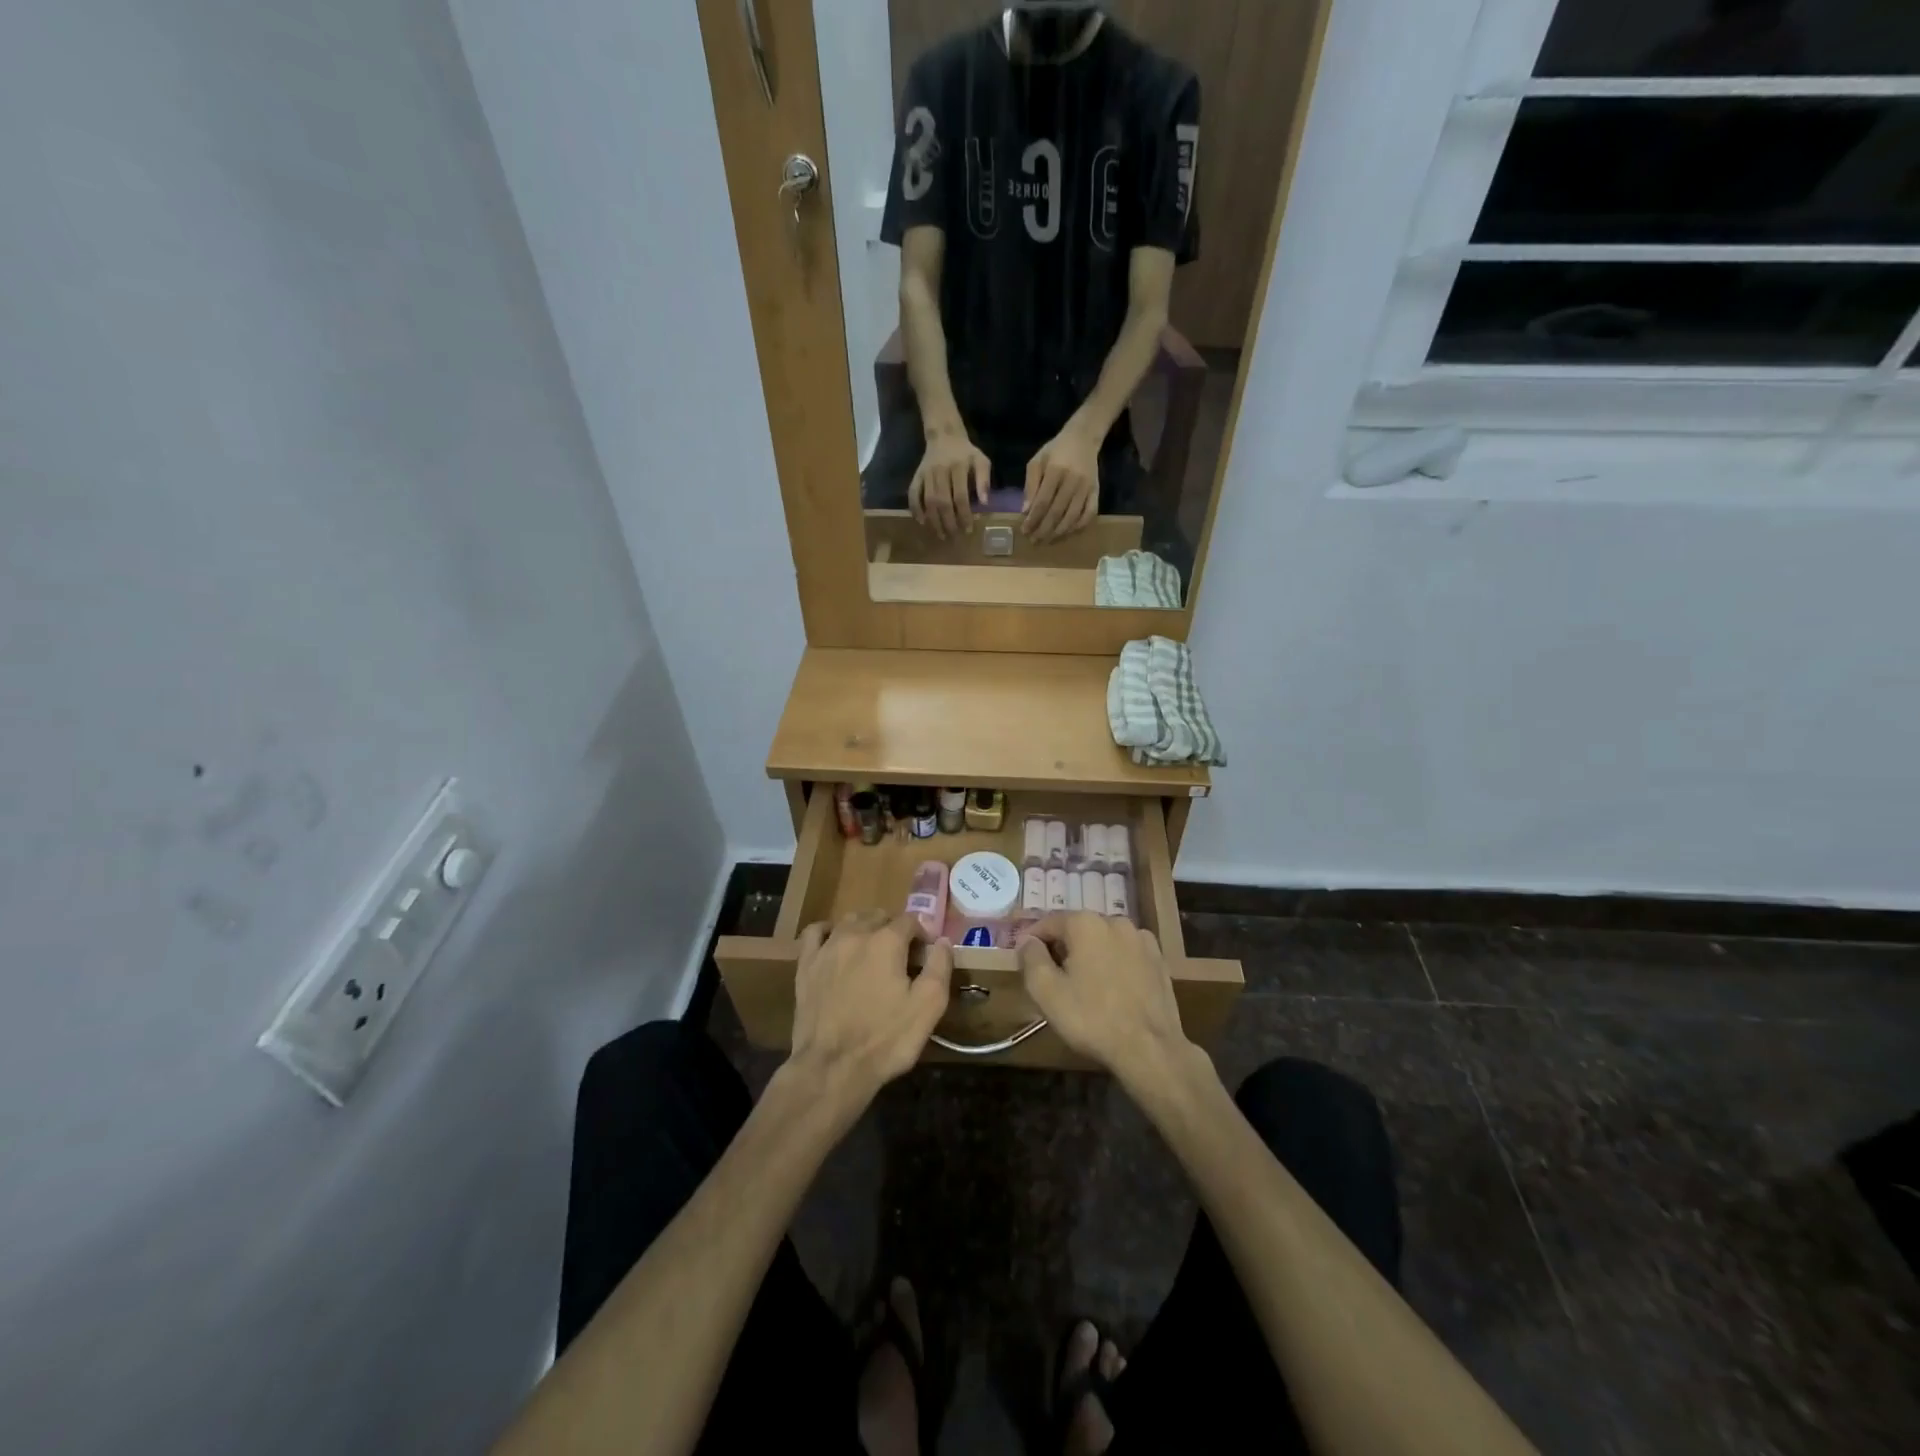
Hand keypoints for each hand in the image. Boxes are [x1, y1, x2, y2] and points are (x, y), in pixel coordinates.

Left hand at [789, 912, 953, 1103]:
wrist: (832, 1068)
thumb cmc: (885, 1039)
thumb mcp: (927, 1007)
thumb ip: (939, 967)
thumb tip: (943, 941)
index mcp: (887, 941)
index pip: (910, 920)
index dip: (922, 934)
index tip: (925, 954)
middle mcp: (855, 934)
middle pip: (879, 916)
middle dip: (894, 929)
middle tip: (901, 956)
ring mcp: (827, 948)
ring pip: (850, 920)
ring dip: (865, 927)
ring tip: (872, 950)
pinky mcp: (805, 965)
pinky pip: (815, 932)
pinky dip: (829, 932)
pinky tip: (835, 944)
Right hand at [909, 427, 989, 538]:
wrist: (944, 435)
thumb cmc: (966, 452)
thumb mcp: (981, 461)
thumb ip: (984, 480)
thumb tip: (985, 503)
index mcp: (958, 467)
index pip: (960, 496)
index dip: (964, 515)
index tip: (968, 529)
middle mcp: (940, 471)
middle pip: (942, 502)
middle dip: (948, 522)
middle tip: (954, 536)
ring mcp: (926, 474)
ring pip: (928, 501)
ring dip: (933, 520)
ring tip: (940, 534)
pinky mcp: (917, 475)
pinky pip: (913, 493)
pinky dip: (915, 508)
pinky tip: (921, 521)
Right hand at [1017, 913, 1189, 1086]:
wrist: (1150, 1048)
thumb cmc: (1091, 1018)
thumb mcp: (1046, 991)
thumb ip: (1031, 958)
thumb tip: (1028, 940)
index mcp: (1085, 923)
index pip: (1048, 922)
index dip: (1032, 940)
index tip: (1024, 960)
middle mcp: (1115, 921)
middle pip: (1077, 929)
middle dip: (1062, 947)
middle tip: (1051, 977)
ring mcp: (1141, 939)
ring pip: (1103, 940)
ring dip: (1089, 955)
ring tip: (1082, 985)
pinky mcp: (1158, 959)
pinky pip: (1125, 953)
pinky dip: (1113, 963)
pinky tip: (1111, 989)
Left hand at [1022, 425, 1100, 541]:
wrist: (1083, 438)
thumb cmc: (1055, 450)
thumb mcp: (1037, 461)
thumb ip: (1030, 485)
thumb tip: (1025, 512)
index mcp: (1056, 471)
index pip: (1043, 502)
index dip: (1033, 519)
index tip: (1024, 531)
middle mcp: (1073, 480)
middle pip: (1057, 513)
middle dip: (1043, 530)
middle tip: (1034, 540)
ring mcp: (1086, 487)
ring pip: (1072, 517)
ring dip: (1058, 532)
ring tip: (1047, 540)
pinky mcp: (1096, 491)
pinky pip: (1089, 514)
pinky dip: (1078, 526)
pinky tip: (1067, 532)